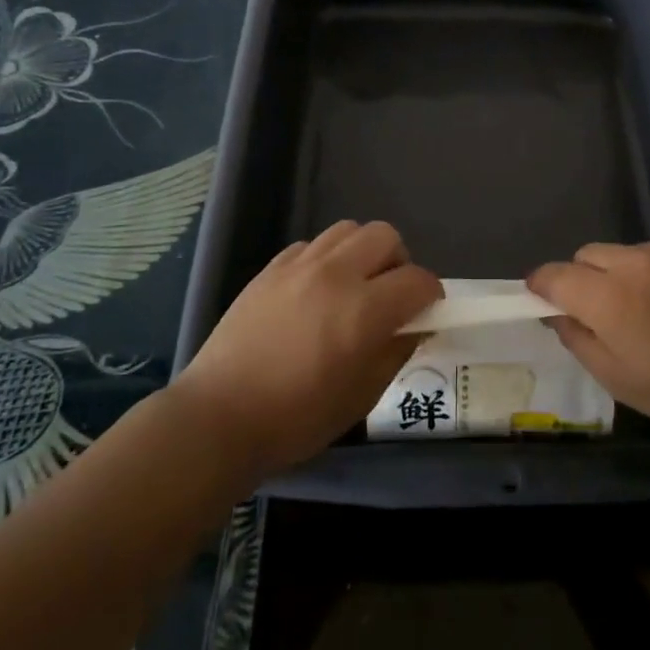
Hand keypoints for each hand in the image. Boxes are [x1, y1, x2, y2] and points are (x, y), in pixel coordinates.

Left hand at [169, 221, 440, 481]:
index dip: (431, 296)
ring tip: (353, 287)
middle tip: (389, 296)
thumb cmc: (296, 419)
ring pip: (348, 230)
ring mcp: (299, 266)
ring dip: (362, 253)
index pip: (418, 280)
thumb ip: (395, 352)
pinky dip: (325, 259)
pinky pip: (311, 245)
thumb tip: (414, 326)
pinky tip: (315, 291)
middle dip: (398, 262)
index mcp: (364, 311)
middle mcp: (335, 275)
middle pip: (385, 236)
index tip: (425, 313)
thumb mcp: (361, 397)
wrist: (218, 417)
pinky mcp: (271, 268)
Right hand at [528, 237, 649, 445]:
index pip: (555, 275)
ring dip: (627, 274)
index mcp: (610, 298)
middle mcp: (636, 261)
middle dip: (585, 278)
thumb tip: (557, 313)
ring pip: (628, 252)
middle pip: (588, 255)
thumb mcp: (619, 381)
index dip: (542, 285)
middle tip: (606, 312)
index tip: (542, 297)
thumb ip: (578, 340)